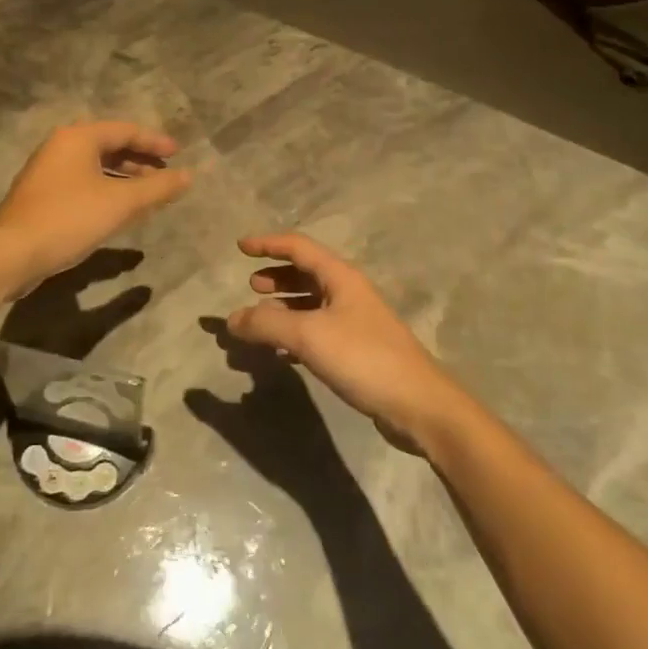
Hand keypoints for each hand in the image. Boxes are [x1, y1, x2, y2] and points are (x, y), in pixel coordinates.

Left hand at [0, 122, 191, 293]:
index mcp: (78, 137)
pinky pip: (82, 183)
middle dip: (140, 160)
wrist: (10, 253)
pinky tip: (118, 211)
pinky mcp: (41, 195)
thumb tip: (189, 175)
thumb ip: (157, 187)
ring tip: (148, 194)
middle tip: (165, 174)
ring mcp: (47, 171)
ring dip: (124, 178)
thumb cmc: (69, 218)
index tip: (179, 155)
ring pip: (95, 166)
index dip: (155, 142)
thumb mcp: (121, 203)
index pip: (125, 130)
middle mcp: (60, 146)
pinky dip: (105, 190)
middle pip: (109, 146)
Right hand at [228, 233, 467, 450]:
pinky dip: (296, 333)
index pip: (299, 247)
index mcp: (340, 277)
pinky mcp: (358, 349)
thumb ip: (266, 325)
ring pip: (312, 303)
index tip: (240, 246)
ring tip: (259, 318)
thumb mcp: (308, 336)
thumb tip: (231, 319)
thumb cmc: (363, 357)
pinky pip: (318, 330)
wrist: (417, 404)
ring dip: (284, 306)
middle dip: (277, 276)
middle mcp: (349, 292)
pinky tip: (282, 351)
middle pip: (307, 273)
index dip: (268, 244)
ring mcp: (355, 321)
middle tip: (250, 284)